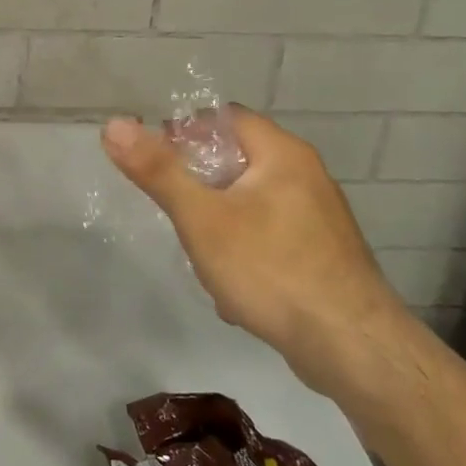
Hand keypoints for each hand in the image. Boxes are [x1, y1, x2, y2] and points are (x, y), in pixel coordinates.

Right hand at [101, 106, 411, 396]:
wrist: (351, 347)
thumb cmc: (271, 269)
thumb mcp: (202, 218)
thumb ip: (158, 171)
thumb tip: (114, 124)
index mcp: (282, 154)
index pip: (225, 118)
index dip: (185, 132)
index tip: (155, 162)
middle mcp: (306, 176)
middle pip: (236, 162)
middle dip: (199, 187)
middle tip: (174, 212)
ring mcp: (318, 218)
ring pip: (249, 205)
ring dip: (219, 225)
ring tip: (201, 256)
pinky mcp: (321, 255)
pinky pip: (269, 239)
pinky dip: (245, 253)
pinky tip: (233, 290)